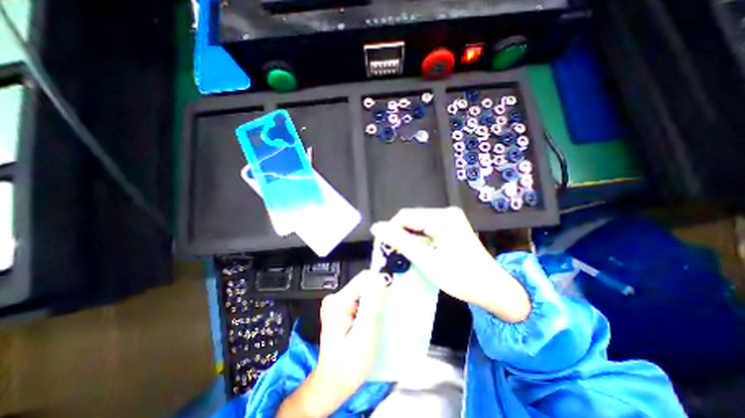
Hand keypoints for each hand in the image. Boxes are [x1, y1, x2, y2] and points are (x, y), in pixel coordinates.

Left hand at [275, 269, 387, 416]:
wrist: (334, 383)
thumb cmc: (348, 365)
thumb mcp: (364, 334)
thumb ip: (372, 304)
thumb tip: (380, 279)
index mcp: (338, 302)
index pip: (364, 279)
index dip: (380, 282)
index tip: (391, 293)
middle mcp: (335, 298)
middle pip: (363, 284)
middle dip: (377, 294)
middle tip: (384, 311)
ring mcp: (337, 303)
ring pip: (363, 291)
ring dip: (374, 300)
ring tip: (379, 317)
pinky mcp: (342, 308)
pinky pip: (360, 299)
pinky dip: (370, 305)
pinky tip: (372, 318)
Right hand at [370, 206, 528, 323]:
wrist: (494, 289)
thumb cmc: (461, 278)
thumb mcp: (426, 261)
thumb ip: (400, 242)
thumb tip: (376, 227)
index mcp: (442, 217)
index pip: (405, 216)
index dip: (390, 231)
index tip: (384, 249)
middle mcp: (446, 213)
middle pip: (411, 219)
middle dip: (399, 235)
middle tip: (392, 254)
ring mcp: (450, 219)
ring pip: (418, 225)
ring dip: (408, 239)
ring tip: (404, 255)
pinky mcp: (451, 227)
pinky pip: (427, 229)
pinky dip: (418, 240)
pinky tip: (417, 252)